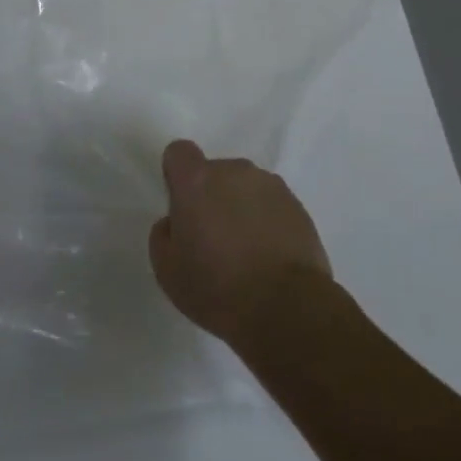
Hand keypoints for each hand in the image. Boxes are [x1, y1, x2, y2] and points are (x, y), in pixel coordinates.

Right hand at [148, 139, 331, 348]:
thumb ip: (163, 234)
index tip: (182, 207)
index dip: (177, 176)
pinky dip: (267, 222)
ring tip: (246, 253)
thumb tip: (175, 223)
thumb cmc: (217, 288)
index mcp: (197, 181)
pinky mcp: (297, 205)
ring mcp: (270, 185)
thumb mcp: (167, 271)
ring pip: (245, 188)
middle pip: (215, 173)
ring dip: (241, 208)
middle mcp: (234, 171)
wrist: (287, 308)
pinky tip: (269, 258)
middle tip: (214, 240)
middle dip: (211, 197)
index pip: (179, 152)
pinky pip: (271, 205)